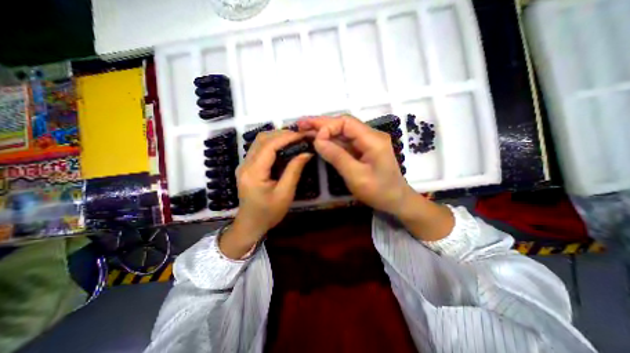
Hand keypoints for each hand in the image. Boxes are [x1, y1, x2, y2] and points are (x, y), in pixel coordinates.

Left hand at [220, 130, 312, 259]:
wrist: (250, 224)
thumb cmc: (269, 213)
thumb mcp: (285, 194)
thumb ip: (294, 171)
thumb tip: (306, 153)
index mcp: (254, 172)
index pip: (269, 146)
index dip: (287, 137)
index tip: (303, 135)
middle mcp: (245, 164)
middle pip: (262, 139)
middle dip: (282, 134)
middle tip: (301, 136)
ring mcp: (244, 164)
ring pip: (259, 141)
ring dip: (277, 136)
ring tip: (294, 139)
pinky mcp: (247, 167)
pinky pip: (259, 148)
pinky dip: (273, 143)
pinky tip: (284, 147)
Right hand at [298, 116, 414, 214]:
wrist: (396, 200)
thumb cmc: (379, 191)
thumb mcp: (356, 176)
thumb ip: (337, 156)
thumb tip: (318, 140)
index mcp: (373, 139)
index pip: (346, 123)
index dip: (328, 127)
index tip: (314, 139)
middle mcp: (371, 136)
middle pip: (343, 125)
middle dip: (322, 124)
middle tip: (301, 124)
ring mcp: (367, 142)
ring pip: (342, 133)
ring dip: (324, 132)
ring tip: (305, 130)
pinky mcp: (363, 149)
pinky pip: (345, 142)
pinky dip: (331, 141)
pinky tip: (319, 141)